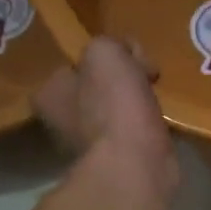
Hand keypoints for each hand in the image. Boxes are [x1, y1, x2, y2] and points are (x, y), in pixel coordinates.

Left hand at [33, 37, 177, 205]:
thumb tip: (129, 55)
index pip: (71, 67)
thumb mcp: (105, 53)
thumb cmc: (113, 105)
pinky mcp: (119, 164)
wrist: (137, 165)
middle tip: (146, 76)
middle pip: (95, 90)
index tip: (125, 57)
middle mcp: (61, 123)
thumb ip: (110, 44)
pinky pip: (134, 134)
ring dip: (136, 106)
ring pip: (116, 113)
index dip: (99, 59)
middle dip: (119, 83)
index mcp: (48, 95)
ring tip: (158, 99)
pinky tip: (162, 122)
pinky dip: (148, 128)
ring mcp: (90, 148)